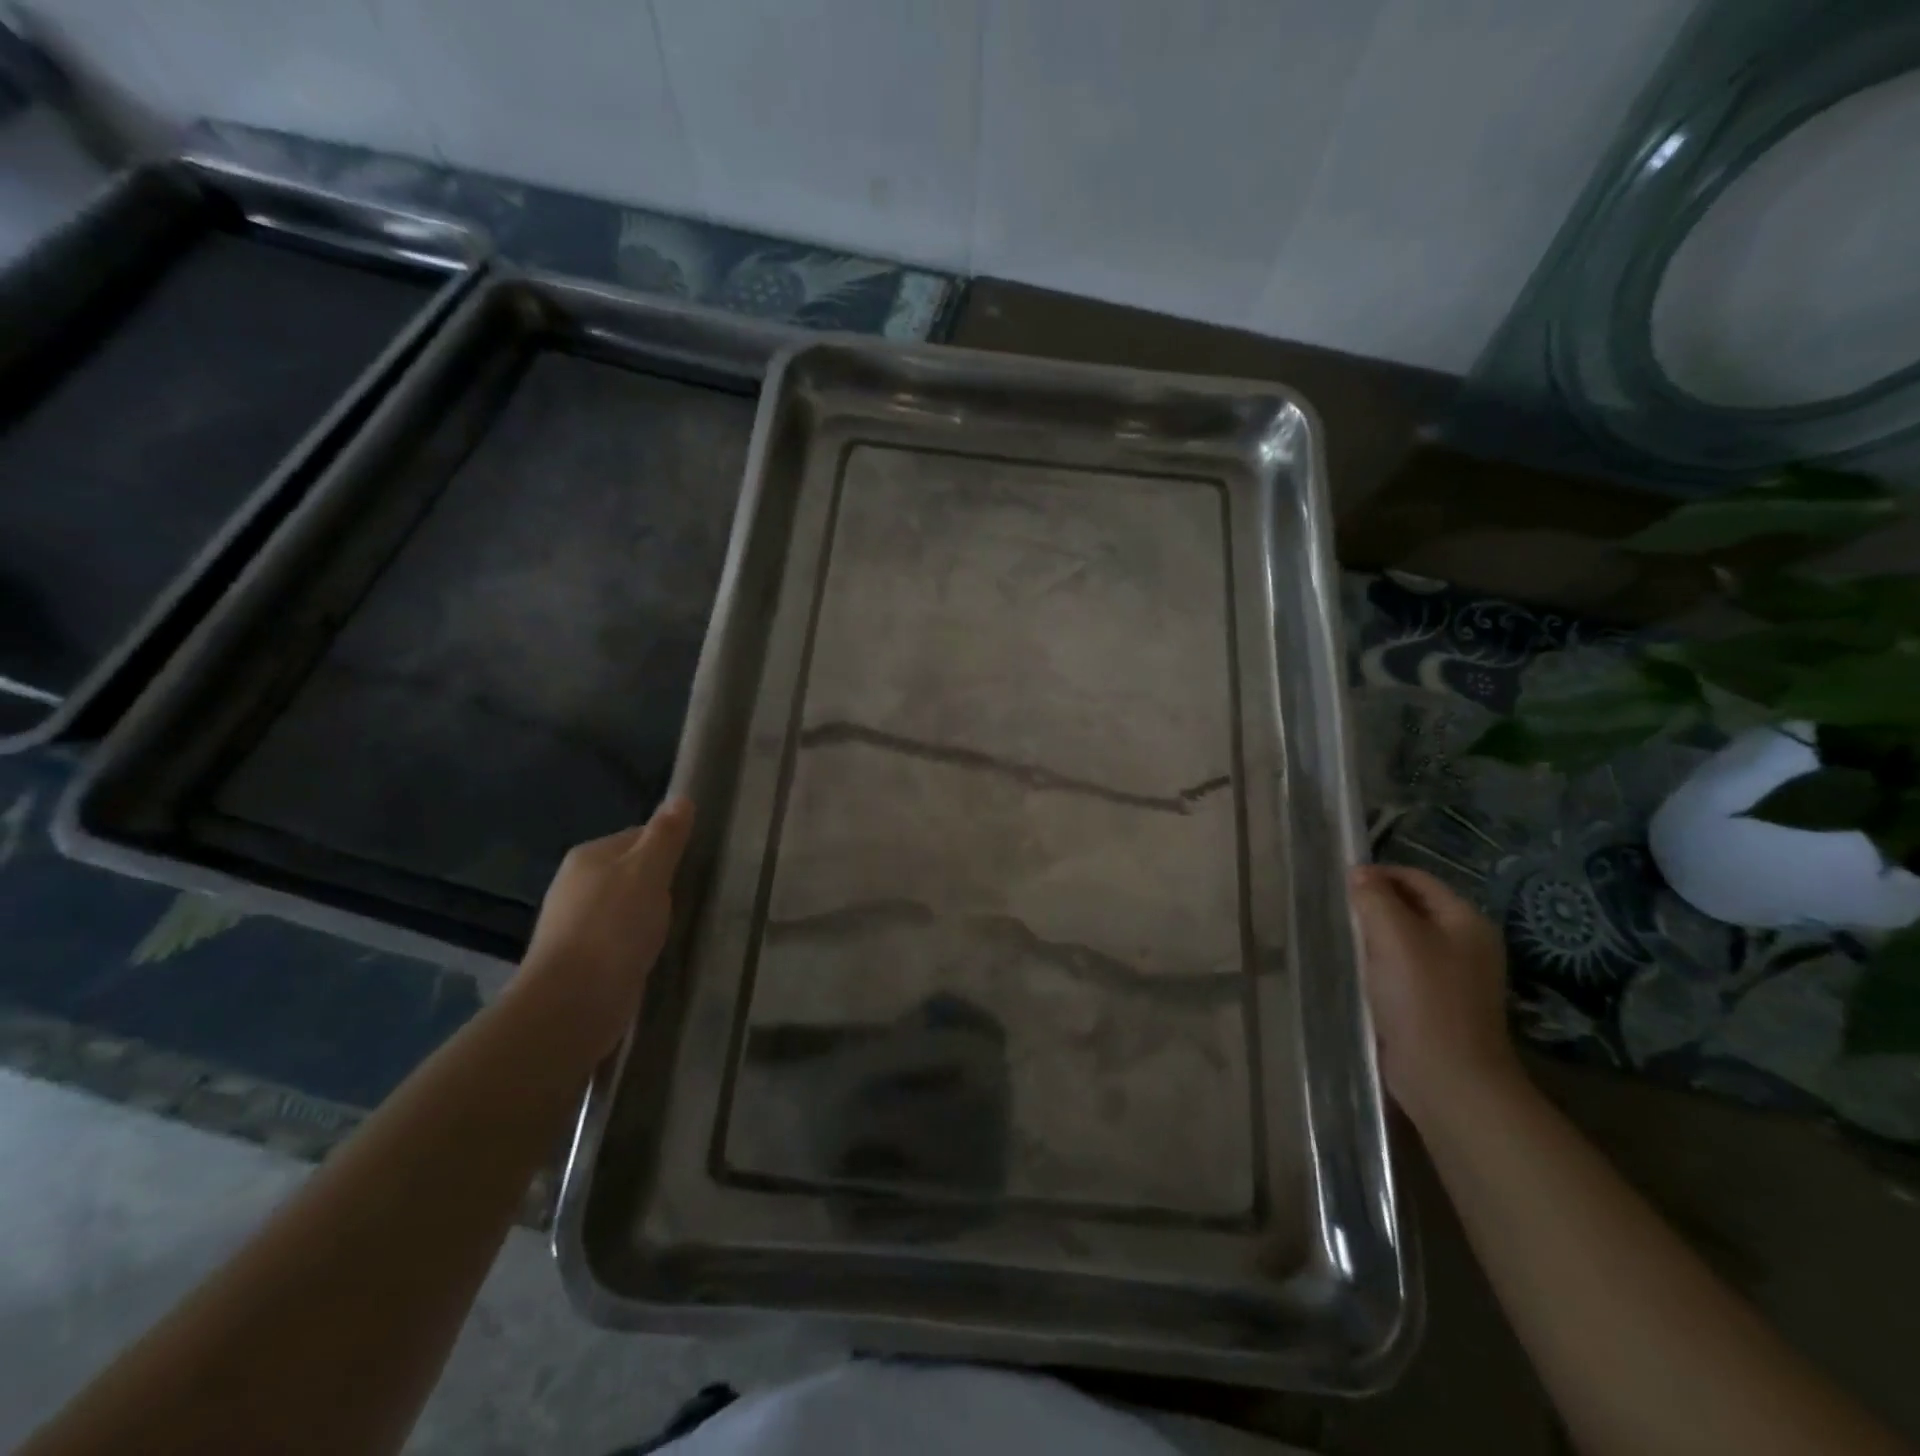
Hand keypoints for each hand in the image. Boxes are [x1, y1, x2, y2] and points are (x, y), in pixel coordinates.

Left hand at [516, 798, 694, 1059]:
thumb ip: (666, 836)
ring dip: (651, 915)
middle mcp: (577, 884)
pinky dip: (640, 941)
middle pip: (633, 871)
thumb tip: (682, 797)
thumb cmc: (614, 927)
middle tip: (695, 897)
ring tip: (681, 926)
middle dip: (662, 883)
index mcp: (590, 855)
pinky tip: (657, 952)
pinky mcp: (583, 959)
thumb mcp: (649, 871)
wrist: (573, 1003)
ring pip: (627, 906)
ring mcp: (576, 923)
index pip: (639, 835)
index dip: (670, 847)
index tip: (697, 864)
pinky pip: (621, 938)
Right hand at [1350, 864, 1519, 1124]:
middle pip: (1412, 907)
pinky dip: (1381, 964)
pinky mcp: (1439, 1003)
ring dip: (1375, 937)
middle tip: (1339, 915)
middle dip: (1374, 906)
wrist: (1448, 1078)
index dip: (1378, 875)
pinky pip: (1405, 968)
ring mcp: (1456, 976)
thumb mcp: (1393, 936)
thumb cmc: (1422, 998)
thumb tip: (1359, 873)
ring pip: (1406, 939)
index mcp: (1466, 920)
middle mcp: (1467, 943)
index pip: (1416, 878)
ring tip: (1344, 942)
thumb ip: (1374, 897)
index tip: (1340, 885)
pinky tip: (1359, 974)